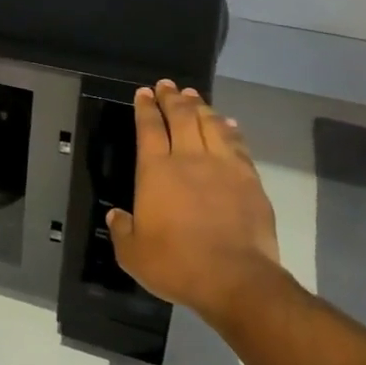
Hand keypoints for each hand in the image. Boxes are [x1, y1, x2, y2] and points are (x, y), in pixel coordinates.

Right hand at [105, 81, 281, 319]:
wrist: (236, 280)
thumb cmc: (177, 264)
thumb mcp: (133, 254)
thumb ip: (122, 230)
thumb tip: (116, 215)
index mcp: (156, 171)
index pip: (149, 128)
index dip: (145, 108)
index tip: (144, 93)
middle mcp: (189, 159)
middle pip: (181, 117)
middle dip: (171, 98)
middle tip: (167, 85)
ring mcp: (223, 166)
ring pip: (210, 124)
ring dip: (200, 107)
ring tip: (193, 96)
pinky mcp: (249, 180)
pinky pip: (238, 144)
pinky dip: (229, 129)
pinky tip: (227, 123)